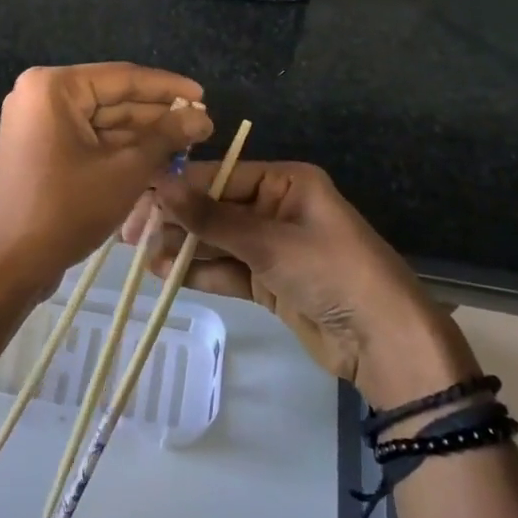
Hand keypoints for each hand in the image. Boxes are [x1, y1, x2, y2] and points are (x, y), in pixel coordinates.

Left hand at [0, 63, 212, 301]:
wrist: (8, 265)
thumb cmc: (65, 209)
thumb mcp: (125, 170)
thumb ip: (166, 137)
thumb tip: (202, 116)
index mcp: (54, 88)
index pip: (123, 78)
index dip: (169, 88)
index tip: (205, 96)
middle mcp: (41, 97)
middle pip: (113, 99)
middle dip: (158, 116)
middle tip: (202, 127)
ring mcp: (39, 125)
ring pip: (103, 124)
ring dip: (143, 137)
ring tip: (188, 146)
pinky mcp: (41, 152)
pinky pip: (88, 142)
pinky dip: (120, 152)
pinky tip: (159, 162)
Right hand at [124, 161, 475, 399]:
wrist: (384, 342)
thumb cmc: (333, 272)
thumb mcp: (270, 242)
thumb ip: (212, 217)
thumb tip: (160, 184)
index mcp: (286, 181)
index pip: (221, 175)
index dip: (179, 187)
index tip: (138, 198)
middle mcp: (277, 206)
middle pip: (216, 207)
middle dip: (177, 220)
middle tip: (133, 234)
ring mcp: (273, 246)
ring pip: (218, 240)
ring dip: (184, 247)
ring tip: (143, 256)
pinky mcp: (270, 280)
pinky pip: (228, 269)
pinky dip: (200, 271)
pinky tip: (166, 273)